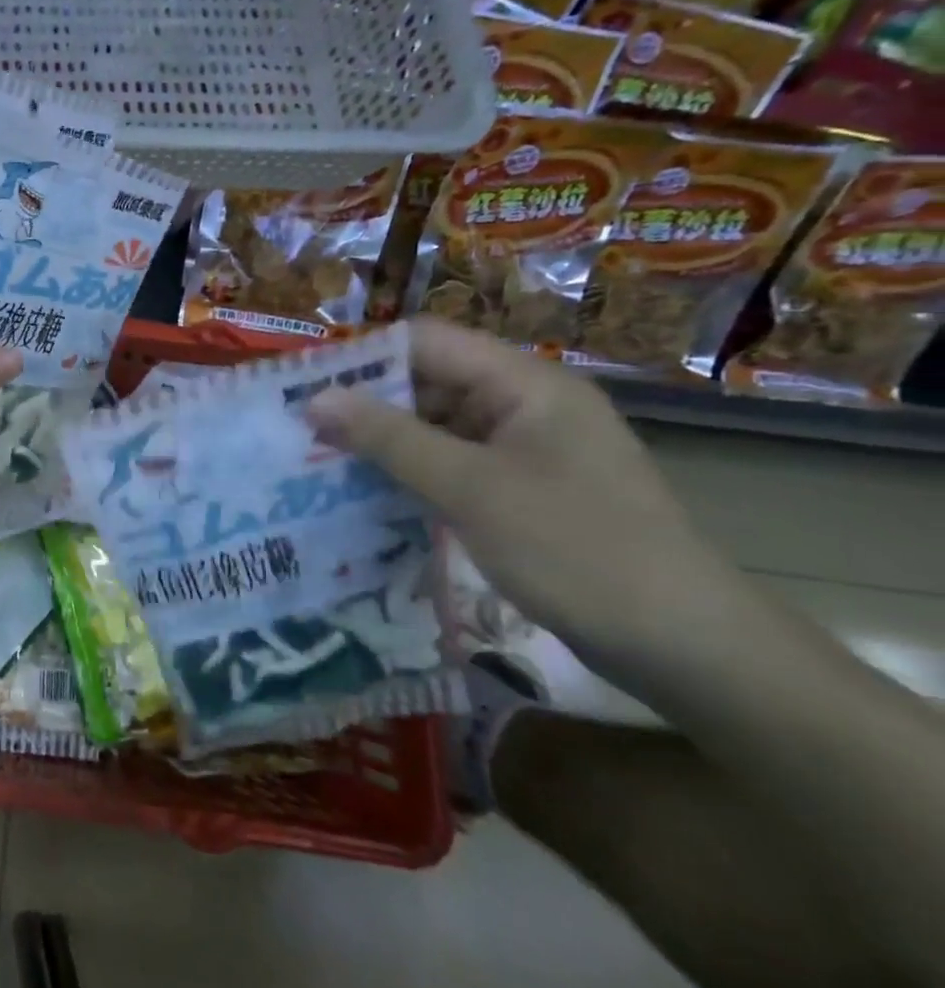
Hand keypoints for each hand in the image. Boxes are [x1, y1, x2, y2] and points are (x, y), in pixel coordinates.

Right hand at [306, 319, 745, 665]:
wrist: (684, 645)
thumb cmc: (576, 549)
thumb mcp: (470, 489)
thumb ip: (388, 438)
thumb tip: (314, 399)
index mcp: (524, 383)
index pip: (426, 342)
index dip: (363, 358)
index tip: (304, 389)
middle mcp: (525, 403)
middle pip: (429, 381)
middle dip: (367, 405)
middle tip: (304, 434)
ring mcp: (527, 448)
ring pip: (438, 425)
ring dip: (385, 442)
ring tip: (322, 464)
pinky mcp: (525, 488)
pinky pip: (455, 462)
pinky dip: (413, 473)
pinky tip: (371, 494)